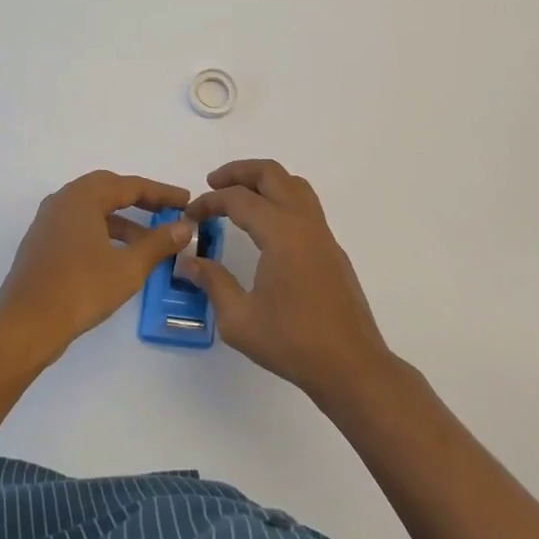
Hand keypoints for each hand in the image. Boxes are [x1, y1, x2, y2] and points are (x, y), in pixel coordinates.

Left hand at [0, 170, 190, 366]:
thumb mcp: (128, 267)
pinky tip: (119, 256)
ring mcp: (48, 221)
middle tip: (167, 211)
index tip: (186, 201)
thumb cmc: (80, 289)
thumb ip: (159, 243)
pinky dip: (103, 232)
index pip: (130, 185)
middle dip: (140, 200)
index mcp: (83, 197)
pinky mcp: (42, 243)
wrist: (25, 325)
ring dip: (122, 220)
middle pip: (108, 189)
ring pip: (93, 209)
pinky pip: (79, 225)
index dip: (162, 193)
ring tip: (149, 241)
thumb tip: (185, 226)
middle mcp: (63, 200)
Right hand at [181, 159, 391, 401]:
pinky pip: (305, 206)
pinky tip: (266, 228)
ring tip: (239, 197)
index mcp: (281, 233)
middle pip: (272, 174)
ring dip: (264, 181)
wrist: (351, 367)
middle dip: (239, 172)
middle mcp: (304, 223)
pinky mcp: (332, 250)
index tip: (189, 216)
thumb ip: (213, 282)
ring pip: (294, 185)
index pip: (238, 199)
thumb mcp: (239, 319)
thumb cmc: (292, 343)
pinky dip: (281, 200)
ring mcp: (323, 235)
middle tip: (213, 184)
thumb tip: (188, 261)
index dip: (209, 202)